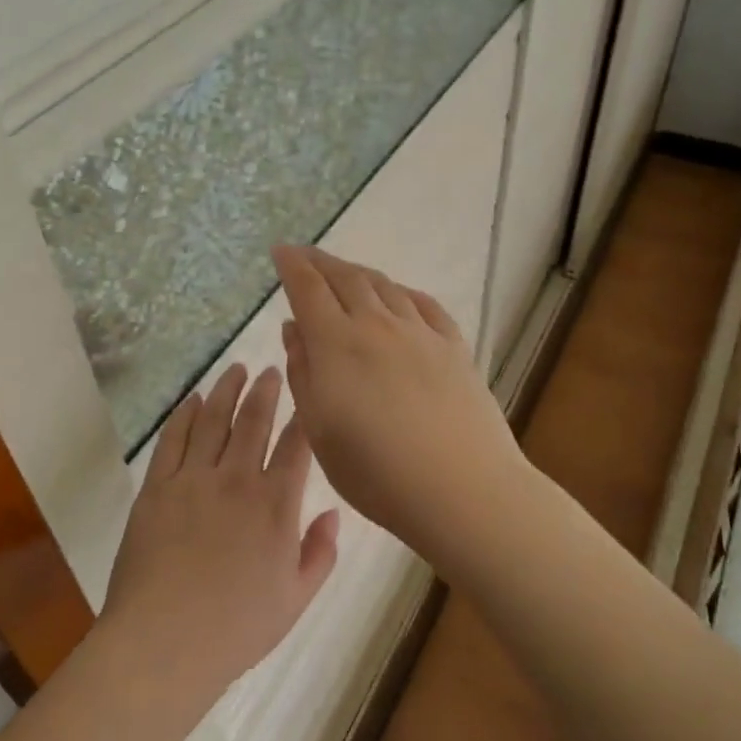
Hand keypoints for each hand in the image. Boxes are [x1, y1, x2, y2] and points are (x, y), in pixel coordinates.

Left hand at [101, 364, 339, 704]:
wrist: (163, 642)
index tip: (307, 394)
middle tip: (270, 368)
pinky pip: (172, 440)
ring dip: (226, 390)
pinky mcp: (157, 487)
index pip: (295, 446)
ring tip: (235, 369)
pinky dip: (183, 415)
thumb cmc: (237, 628)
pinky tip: (192, 400)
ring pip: (213, 420)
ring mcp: (192, 480)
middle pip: (254, 421)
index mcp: (275, 505)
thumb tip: (333, 512)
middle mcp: (236, 480)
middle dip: (266, 390)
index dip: (303, 416)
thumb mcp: (296, 599)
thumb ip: (320, 552)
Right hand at [271, 245, 526, 556]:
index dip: (291, 266)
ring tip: (346, 273)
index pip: (308, 289)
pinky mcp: (453, 347)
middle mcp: (377, 325)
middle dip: (320, 262)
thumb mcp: (320, 429)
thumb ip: (303, 372)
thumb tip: (294, 328)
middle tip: (305, 256)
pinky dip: (401, 292)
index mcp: (337, 343)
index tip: (280, 251)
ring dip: (358, 273)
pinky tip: (398, 296)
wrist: (461, 488)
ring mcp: (420, 333)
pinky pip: (423, 304)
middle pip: (346, 278)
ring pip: (384, 286)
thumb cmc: (376, 471)